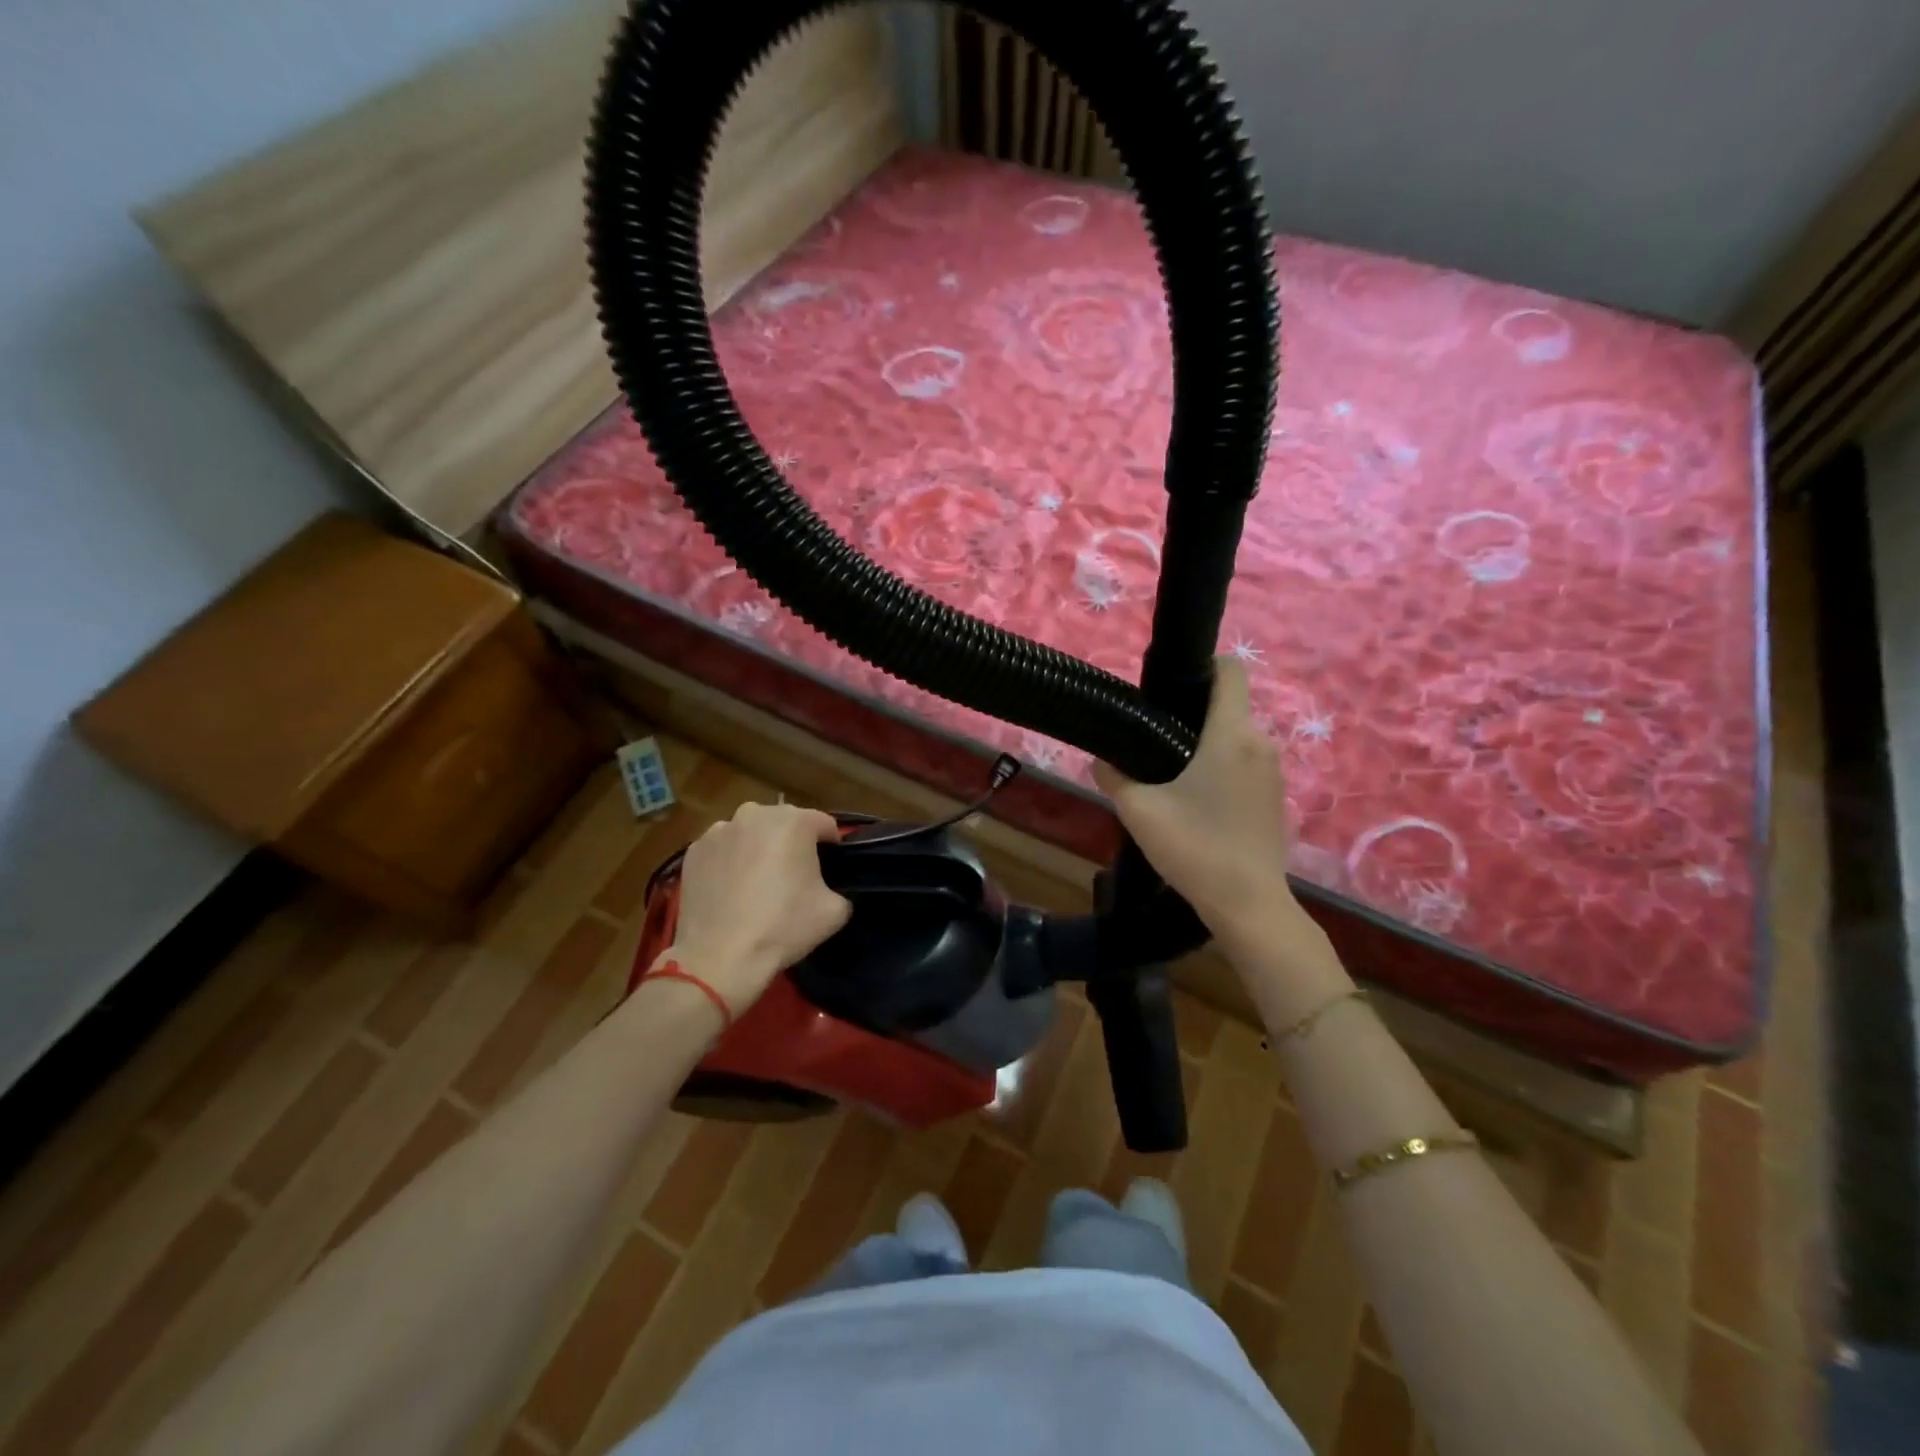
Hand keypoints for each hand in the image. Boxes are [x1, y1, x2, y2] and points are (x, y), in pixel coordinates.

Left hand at [665, 802, 851, 1013]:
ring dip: (759, 849)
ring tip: (758, 884)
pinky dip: (730, 862)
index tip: (830, 869)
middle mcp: (754, 814)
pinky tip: (731, 891)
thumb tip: (827, 888)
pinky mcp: (694, 851)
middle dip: (792, 843)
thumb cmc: (782, 928)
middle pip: (784, 822)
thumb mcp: (835, 911)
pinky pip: (723, 849)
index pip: (824, 824)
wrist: (719, 958)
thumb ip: (840, 888)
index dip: (832, 846)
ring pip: (750, 833)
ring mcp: (719, 831)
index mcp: (793, 822)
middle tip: (793, 877)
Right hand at [1093, 658, 1302, 955]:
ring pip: (1236, 738)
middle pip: (1228, 706)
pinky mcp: (1275, 798)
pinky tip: (1195, 800)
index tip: (1170, 686)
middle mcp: (1260, 743)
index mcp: (1231, 734)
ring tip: (1170, 771)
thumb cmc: (1195, 846)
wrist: (1248, 904)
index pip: (1231, 670)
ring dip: (1206, 744)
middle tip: (1153, 737)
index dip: (1203, 665)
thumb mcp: (1139, 811)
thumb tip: (1102, 760)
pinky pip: (1245, 764)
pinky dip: (1221, 768)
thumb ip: (1115, 777)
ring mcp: (1273, 772)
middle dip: (1193, 712)